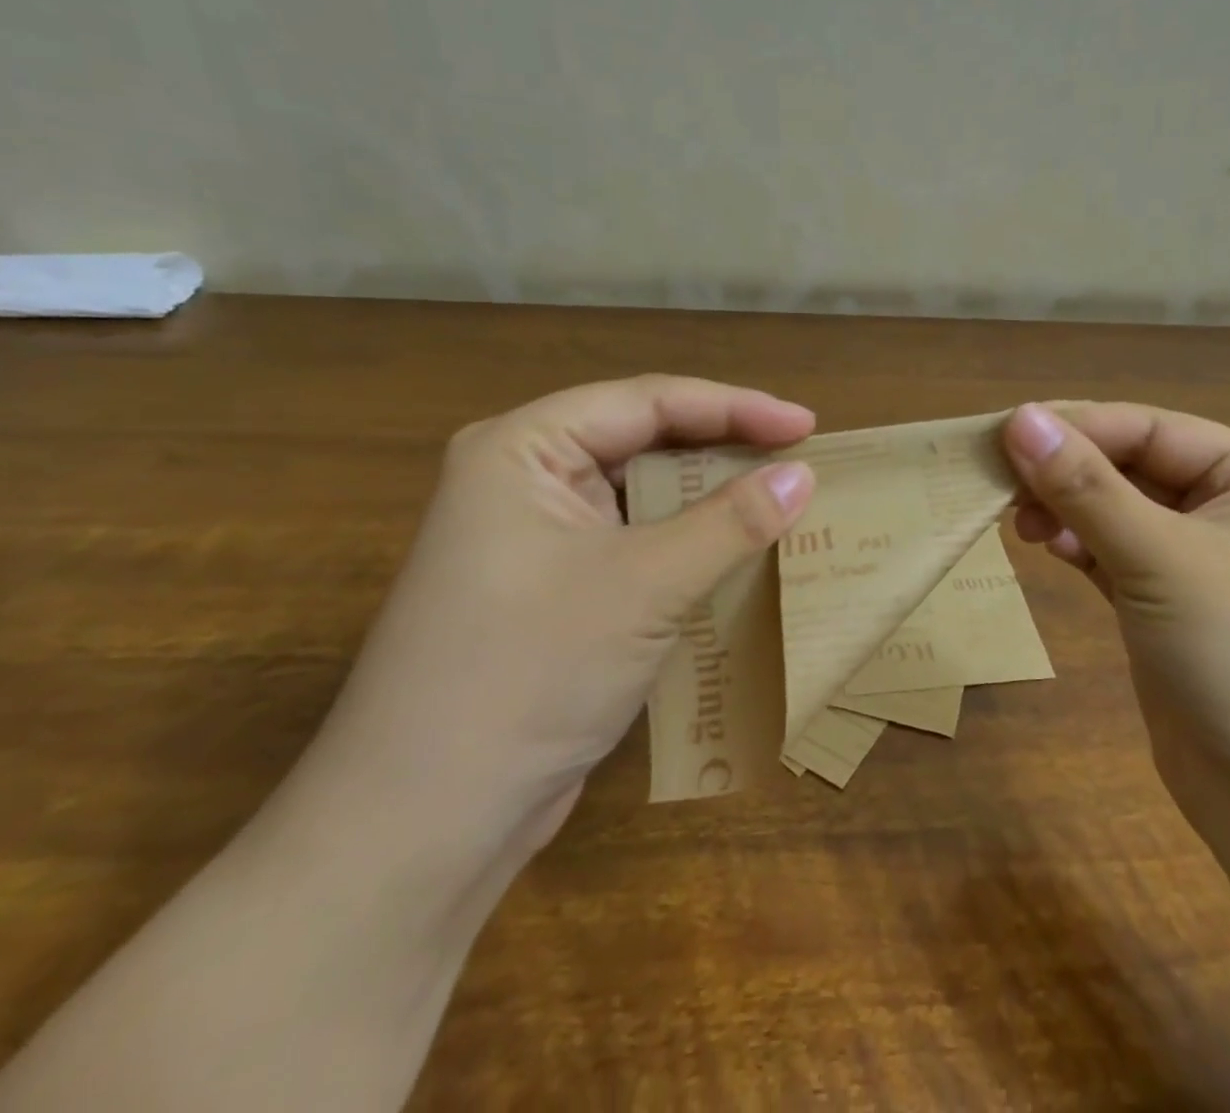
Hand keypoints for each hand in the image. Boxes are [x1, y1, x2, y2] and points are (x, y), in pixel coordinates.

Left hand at [311, 375, 816, 849]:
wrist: (423, 826)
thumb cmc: (528, 674)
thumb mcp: (644, 585)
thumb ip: (730, 521)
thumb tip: (804, 475)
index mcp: (523, 449)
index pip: (648, 402)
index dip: (735, 407)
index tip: (806, 425)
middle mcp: (524, 479)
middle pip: (644, 440)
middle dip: (724, 448)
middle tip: (799, 460)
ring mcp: (535, 538)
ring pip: (642, 494)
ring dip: (710, 498)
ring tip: (781, 500)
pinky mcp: (552, 589)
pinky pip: (634, 542)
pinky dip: (687, 544)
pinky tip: (736, 554)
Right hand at [1003, 402, 1229, 830]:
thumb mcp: (1162, 559)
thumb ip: (1087, 486)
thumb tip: (1019, 417)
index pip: (1148, 429)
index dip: (1075, 427)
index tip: (1000, 434)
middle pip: (1130, 467)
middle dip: (1066, 470)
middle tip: (997, 480)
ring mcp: (1199, 566)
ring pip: (1117, 513)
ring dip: (1066, 508)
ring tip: (1016, 520)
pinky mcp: (1169, 612)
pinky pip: (1113, 557)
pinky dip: (1077, 547)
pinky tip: (1045, 546)